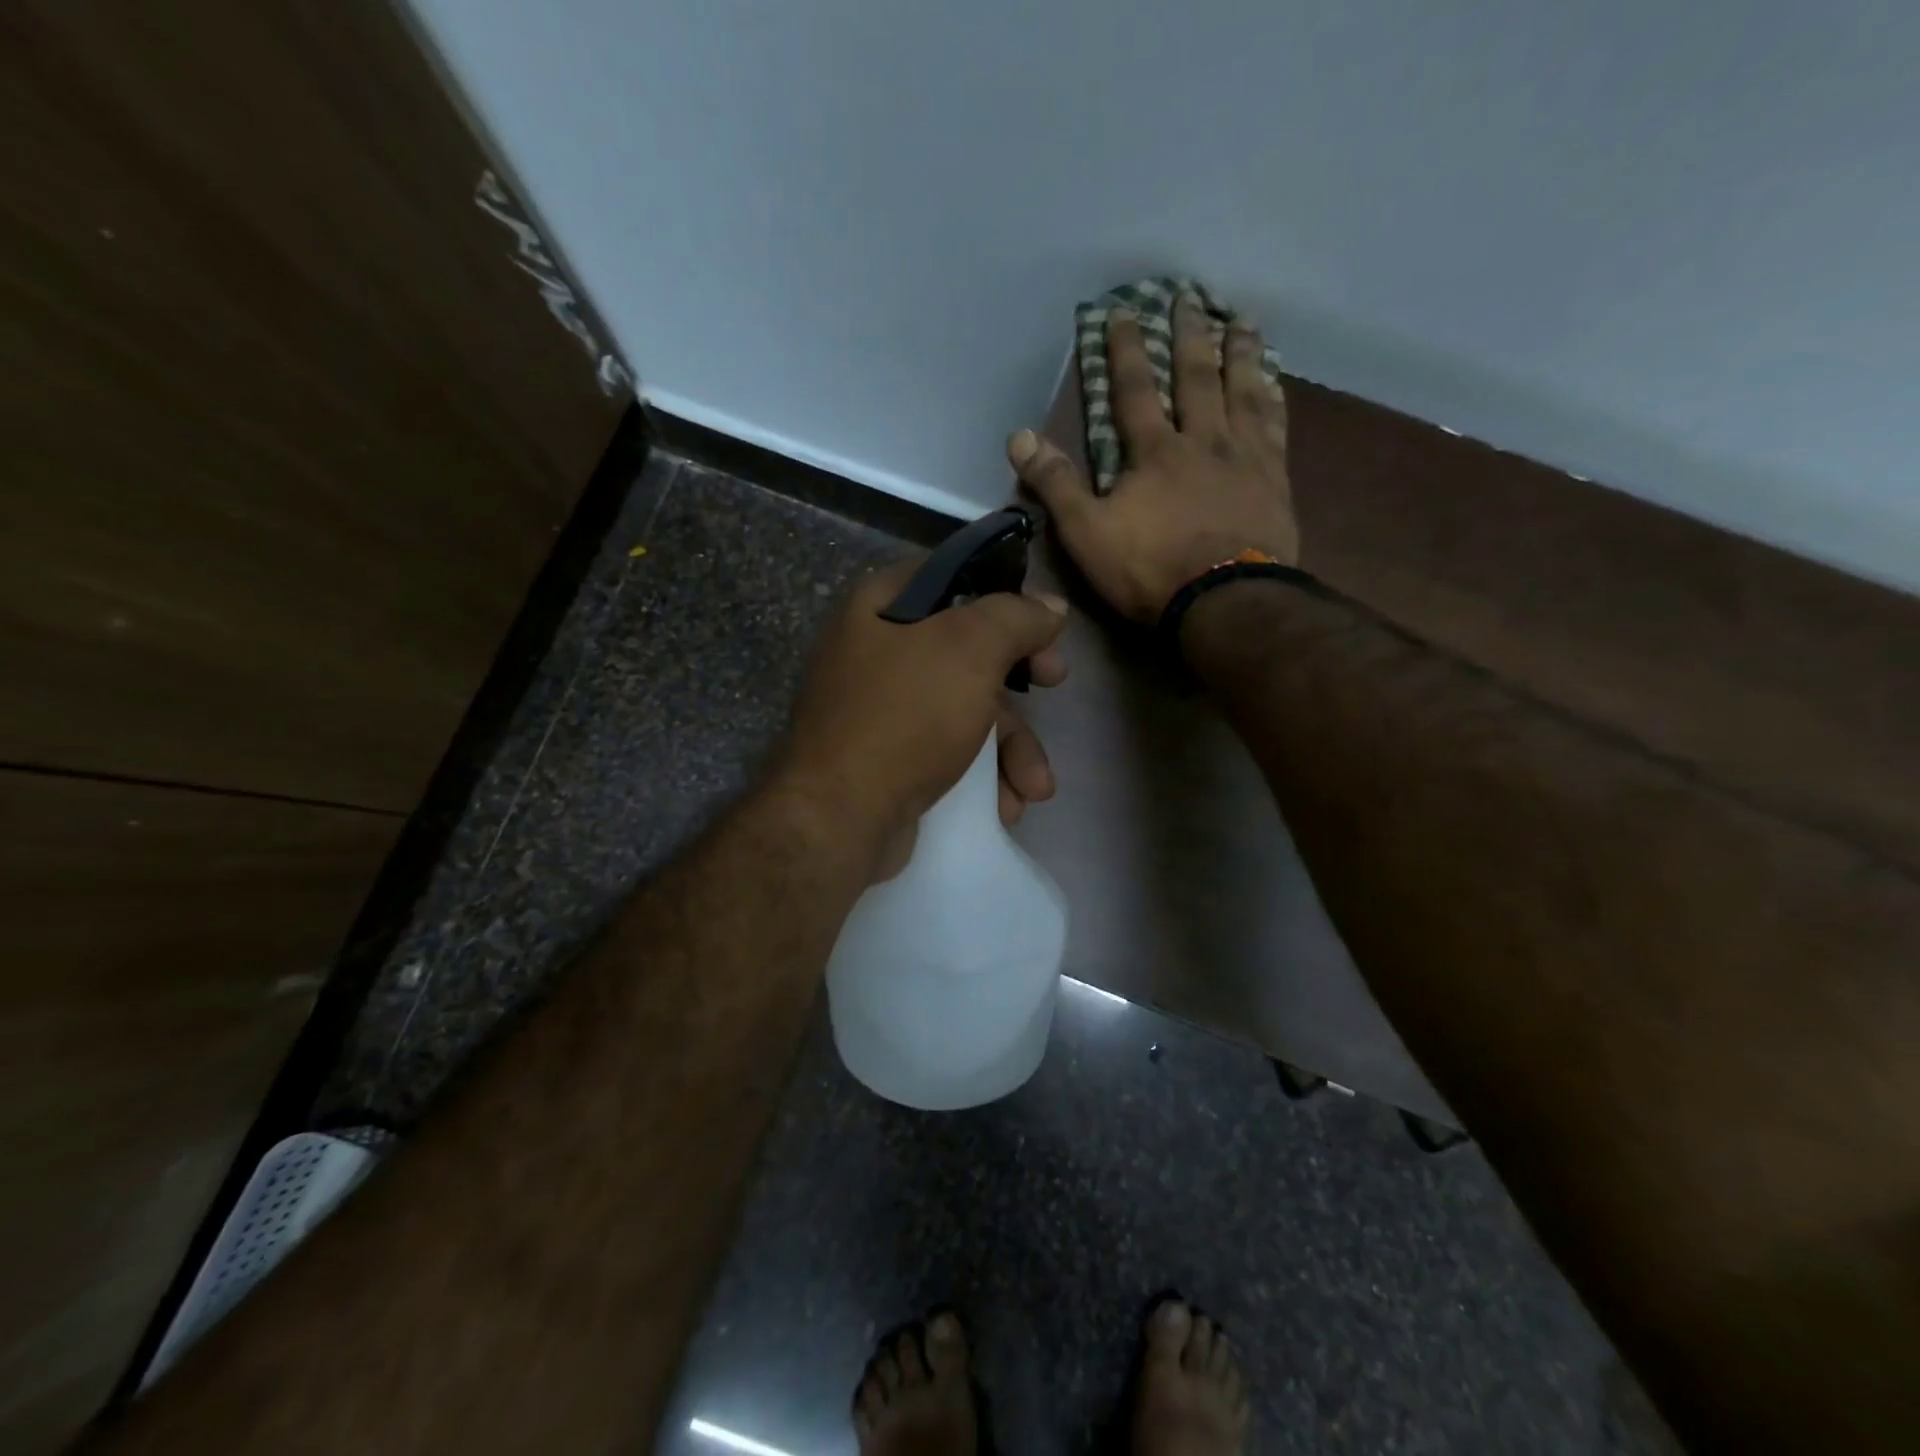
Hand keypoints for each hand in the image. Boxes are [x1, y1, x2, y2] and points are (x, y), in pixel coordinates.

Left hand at [777, 558, 1068, 877]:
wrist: (840, 819)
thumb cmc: (905, 716)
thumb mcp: (968, 650)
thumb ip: (1014, 617)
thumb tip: (1050, 606)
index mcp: (878, 608)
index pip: (950, 578)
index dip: (1003, 593)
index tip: (1041, 618)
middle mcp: (874, 654)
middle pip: (966, 650)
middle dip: (1019, 679)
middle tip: (1057, 682)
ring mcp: (879, 713)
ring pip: (964, 711)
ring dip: (1010, 748)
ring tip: (1035, 787)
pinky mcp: (887, 763)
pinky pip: (946, 754)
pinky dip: (981, 777)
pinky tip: (1006, 806)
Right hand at [1008, 300, 1297, 623]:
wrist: (1225, 601)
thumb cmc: (1150, 570)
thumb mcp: (1087, 534)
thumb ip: (1055, 484)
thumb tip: (1019, 436)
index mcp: (1154, 452)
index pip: (1134, 390)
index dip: (1125, 350)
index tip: (1122, 312)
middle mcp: (1202, 440)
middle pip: (1196, 376)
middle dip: (1188, 335)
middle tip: (1190, 296)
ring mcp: (1244, 456)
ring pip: (1242, 389)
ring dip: (1239, 352)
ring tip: (1241, 319)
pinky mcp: (1274, 479)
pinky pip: (1276, 424)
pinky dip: (1273, 396)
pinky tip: (1274, 380)